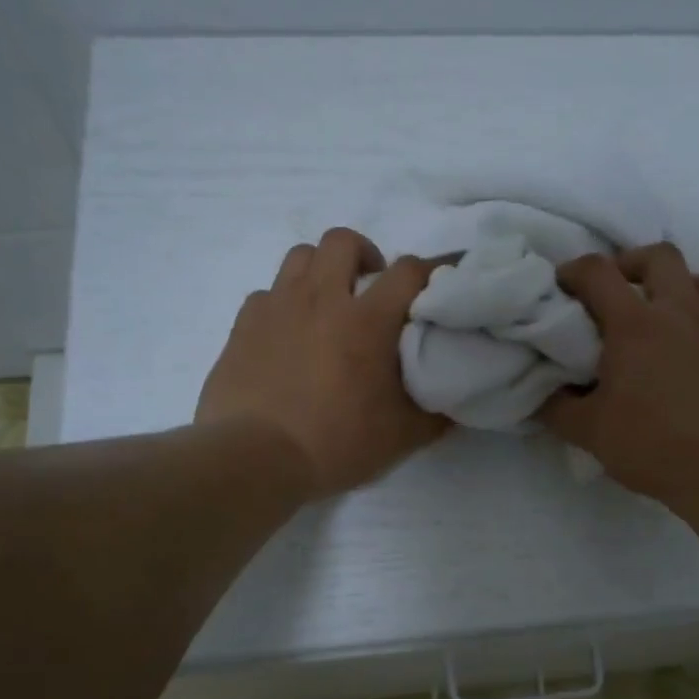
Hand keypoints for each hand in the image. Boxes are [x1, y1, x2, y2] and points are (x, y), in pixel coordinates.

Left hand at [196, 228, 446, 498]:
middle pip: (343, 241)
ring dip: (321, 270)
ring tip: (328, 303)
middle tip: (371, 289)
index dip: (431, 269)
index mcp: (367, 321)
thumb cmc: (336, 443)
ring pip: (300, 256)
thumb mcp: (401, 437)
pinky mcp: (243, 324)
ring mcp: (277, 306)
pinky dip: (284, 303)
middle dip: (365, 255)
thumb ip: (434, 414)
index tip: (440, 282)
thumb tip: (454, 403)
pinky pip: (267, 293)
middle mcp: (321, 299)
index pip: (409, 271)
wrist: (255, 458)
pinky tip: (288, 333)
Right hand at [540, 244, 698, 509]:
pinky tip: (689, 349)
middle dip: (630, 263)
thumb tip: (543, 396)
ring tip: (659, 314)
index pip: (598, 273)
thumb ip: (558, 409)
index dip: (573, 271)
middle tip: (615, 292)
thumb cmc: (656, 447)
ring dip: (675, 283)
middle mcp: (679, 313)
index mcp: (635, 325)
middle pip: (659, 256)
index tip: (561, 287)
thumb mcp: (591, 434)